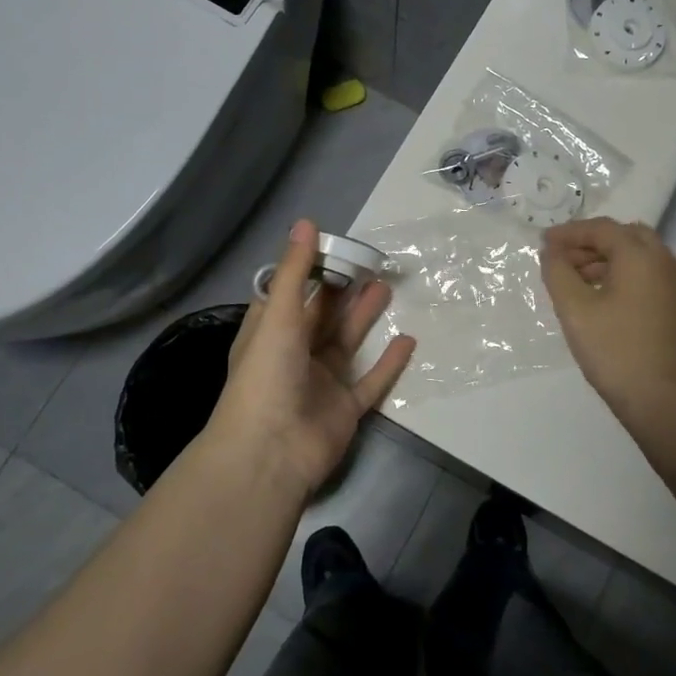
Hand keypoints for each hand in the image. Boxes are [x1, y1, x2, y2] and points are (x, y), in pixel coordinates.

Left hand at [204, 219, 414, 500]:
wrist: (270, 453)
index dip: (312, 270)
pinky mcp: (345, 409)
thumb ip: (295, 271)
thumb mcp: (278, 316)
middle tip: (372, 263)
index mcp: (270, 333)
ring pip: (347, 343)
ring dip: (365, 317)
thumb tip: (306, 222)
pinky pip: (371, 381)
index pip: (292, 293)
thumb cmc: (266, 376)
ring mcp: (321, 383)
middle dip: (345, 290)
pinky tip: (408, 340)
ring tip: (388, 288)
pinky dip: (388, 363)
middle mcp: (294, 355)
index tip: (338, 246)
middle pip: (323, 315)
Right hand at [542, 219, 675, 419]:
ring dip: (607, 260)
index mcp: (642, 256)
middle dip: (591, 243)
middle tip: (561, 259)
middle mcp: (667, 263)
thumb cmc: (617, 352)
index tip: (543, 243)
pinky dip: (624, 276)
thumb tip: (551, 253)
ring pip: (640, 257)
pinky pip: (649, 277)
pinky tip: (602, 300)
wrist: (669, 402)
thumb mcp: (575, 311)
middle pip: (626, 237)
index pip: (602, 229)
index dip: (569, 232)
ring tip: (575, 281)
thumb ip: (557, 273)